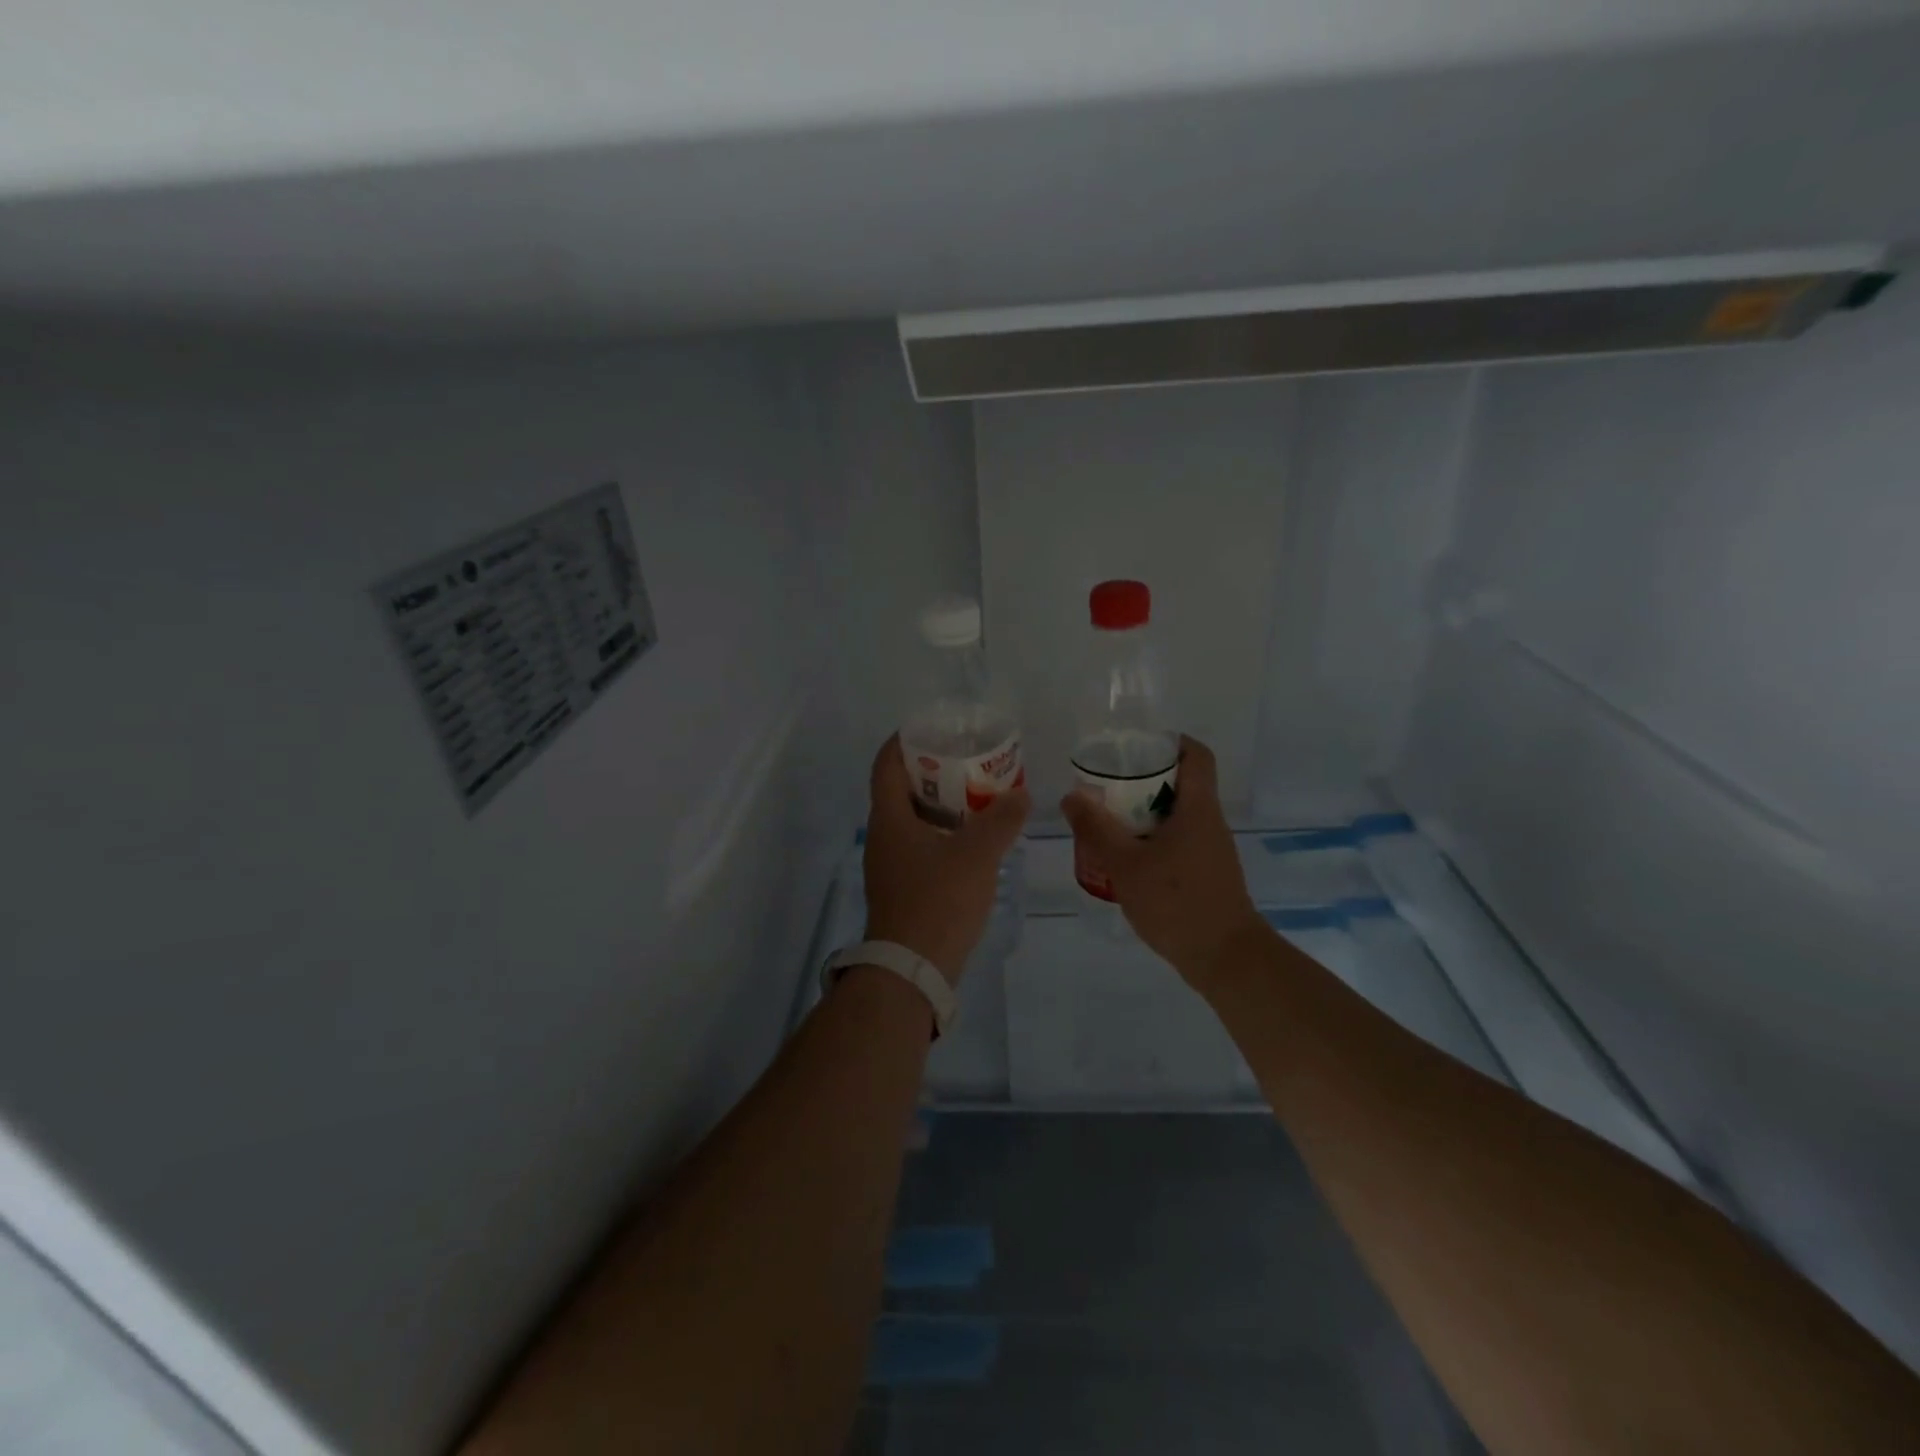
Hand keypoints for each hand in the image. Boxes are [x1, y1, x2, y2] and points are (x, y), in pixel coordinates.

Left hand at [863, 735, 1029, 984]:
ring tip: (978, 795)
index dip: (906, 740)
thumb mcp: (977, 854)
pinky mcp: (902, 888)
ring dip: (942, 804)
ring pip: (913, 819)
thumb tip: (1021, 794)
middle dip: (933, 771)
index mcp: (889, 818)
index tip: (936, 728)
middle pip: (901, 788)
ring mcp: (890, 865)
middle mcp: (882, 836)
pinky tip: (974, 840)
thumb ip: (1002, 819)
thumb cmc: (938, 901)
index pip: (886, 763)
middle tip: (969, 760)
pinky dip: (943, 833)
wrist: (912, 970)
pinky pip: (920, 845)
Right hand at [1059, 735, 1266, 988]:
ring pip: (1176, 816)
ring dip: (1144, 815)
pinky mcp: (1207, 874)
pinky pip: (1178, 842)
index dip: (1169, 742)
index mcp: (1198, 808)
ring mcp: (1211, 850)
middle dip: (1142, 781)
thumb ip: (1096, 829)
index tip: (1135, 746)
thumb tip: (1071, 797)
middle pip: (1180, 783)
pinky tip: (1126, 860)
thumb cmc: (1177, 902)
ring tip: (1107, 823)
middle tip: (1106, 788)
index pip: (1196, 754)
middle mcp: (1210, 822)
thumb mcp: (1125, 864)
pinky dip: (1152, 841)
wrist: (1225, 958)